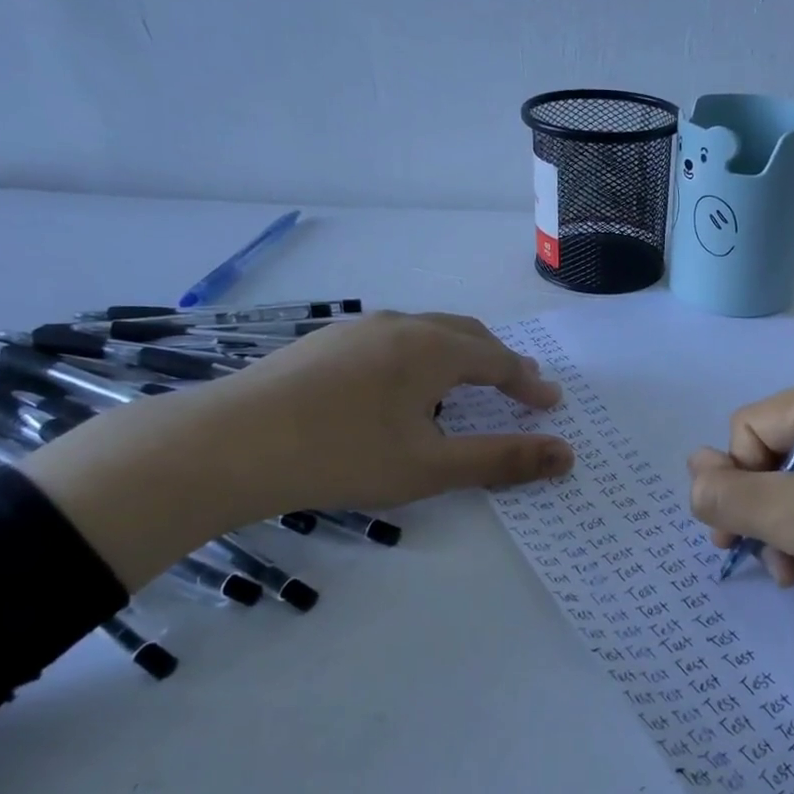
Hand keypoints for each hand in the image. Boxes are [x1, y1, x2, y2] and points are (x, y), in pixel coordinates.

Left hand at [204, 310, 572, 511]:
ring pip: (424, 333)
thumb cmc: (342, 456)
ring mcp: (355, 330)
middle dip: (498, 360)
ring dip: (457, 356)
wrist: (227, 445)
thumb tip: (566, 455)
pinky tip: (400, 389)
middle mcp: (398, 326)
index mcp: (432, 349)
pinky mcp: (322, 345)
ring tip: (465, 385)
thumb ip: (502, 459)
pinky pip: (390, 342)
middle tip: (519, 386)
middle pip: (465, 334)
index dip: (529, 384)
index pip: (498, 360)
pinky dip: (418, 359)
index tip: (551, 404)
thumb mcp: (431, 467)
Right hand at [686, 380, 793, 713]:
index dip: (736, 479)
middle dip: (757, 509)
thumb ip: (732, 494)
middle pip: (769, 454)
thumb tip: (691, 470)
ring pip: (792, 483)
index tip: (734, 534)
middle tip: (757, 558)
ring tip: (789, 573)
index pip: (750, 427)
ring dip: (778, 529)